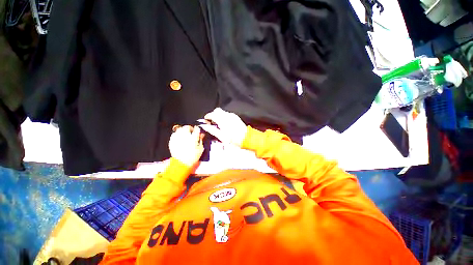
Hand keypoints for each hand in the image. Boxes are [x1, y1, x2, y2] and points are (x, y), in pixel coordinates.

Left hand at [169, 126, 203, 166]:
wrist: (182, 163)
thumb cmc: (193, 156)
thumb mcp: (200, 148)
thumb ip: (201, 140)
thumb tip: (201, 135)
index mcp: (193, 138)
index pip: (196, 129)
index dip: (197, 129)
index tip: (197, 130)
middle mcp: (185, 137)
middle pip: (187, 127)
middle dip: (189, 128)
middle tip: (191, 131)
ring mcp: (178, 138)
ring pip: (180, 129)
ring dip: (183, 130)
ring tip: (185, 134)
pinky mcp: (172, 141)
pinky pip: (174, 134)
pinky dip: (177, 134)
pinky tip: (179, 138)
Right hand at [203, 108, 246, 146]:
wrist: (246, 138)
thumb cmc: (233, 139)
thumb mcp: (221, 136)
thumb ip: (212, 130)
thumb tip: (204, 126)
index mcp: (222, 120)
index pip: (212, 114)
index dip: (207, 116)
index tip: (206, 120)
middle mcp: (227, 115)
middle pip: (217, 110)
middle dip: (213, 114)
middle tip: (212, 122)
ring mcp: (232, 115)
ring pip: (222, 112)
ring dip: (219, 116)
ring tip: (219, 124)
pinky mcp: (236, 117)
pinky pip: (228, 114)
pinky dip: (224, 117)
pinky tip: (225, 123)